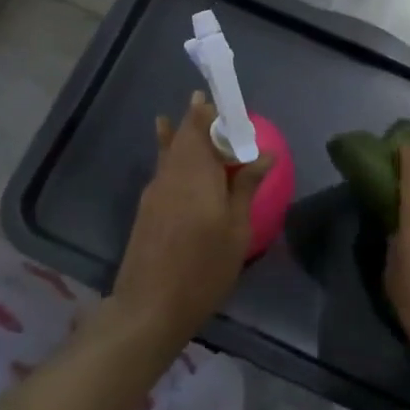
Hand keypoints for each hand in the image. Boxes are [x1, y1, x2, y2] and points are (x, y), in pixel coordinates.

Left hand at [112, 93, 272, 346]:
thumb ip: (245, 188)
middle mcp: (172, 173)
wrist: (149, 307)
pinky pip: (163, 167)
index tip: (227, 102)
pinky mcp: (147, 208)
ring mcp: (156, 190)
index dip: (214, 112)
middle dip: (197, 117)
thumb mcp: (236, 230)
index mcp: (197, 173)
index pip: (203, 128)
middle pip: (184, 135)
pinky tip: (171, 151)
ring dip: (181, 132)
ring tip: (186, 112)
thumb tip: (262, 155)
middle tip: (209, 103)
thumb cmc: (203, 269)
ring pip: (170, 150)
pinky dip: (170, 152)